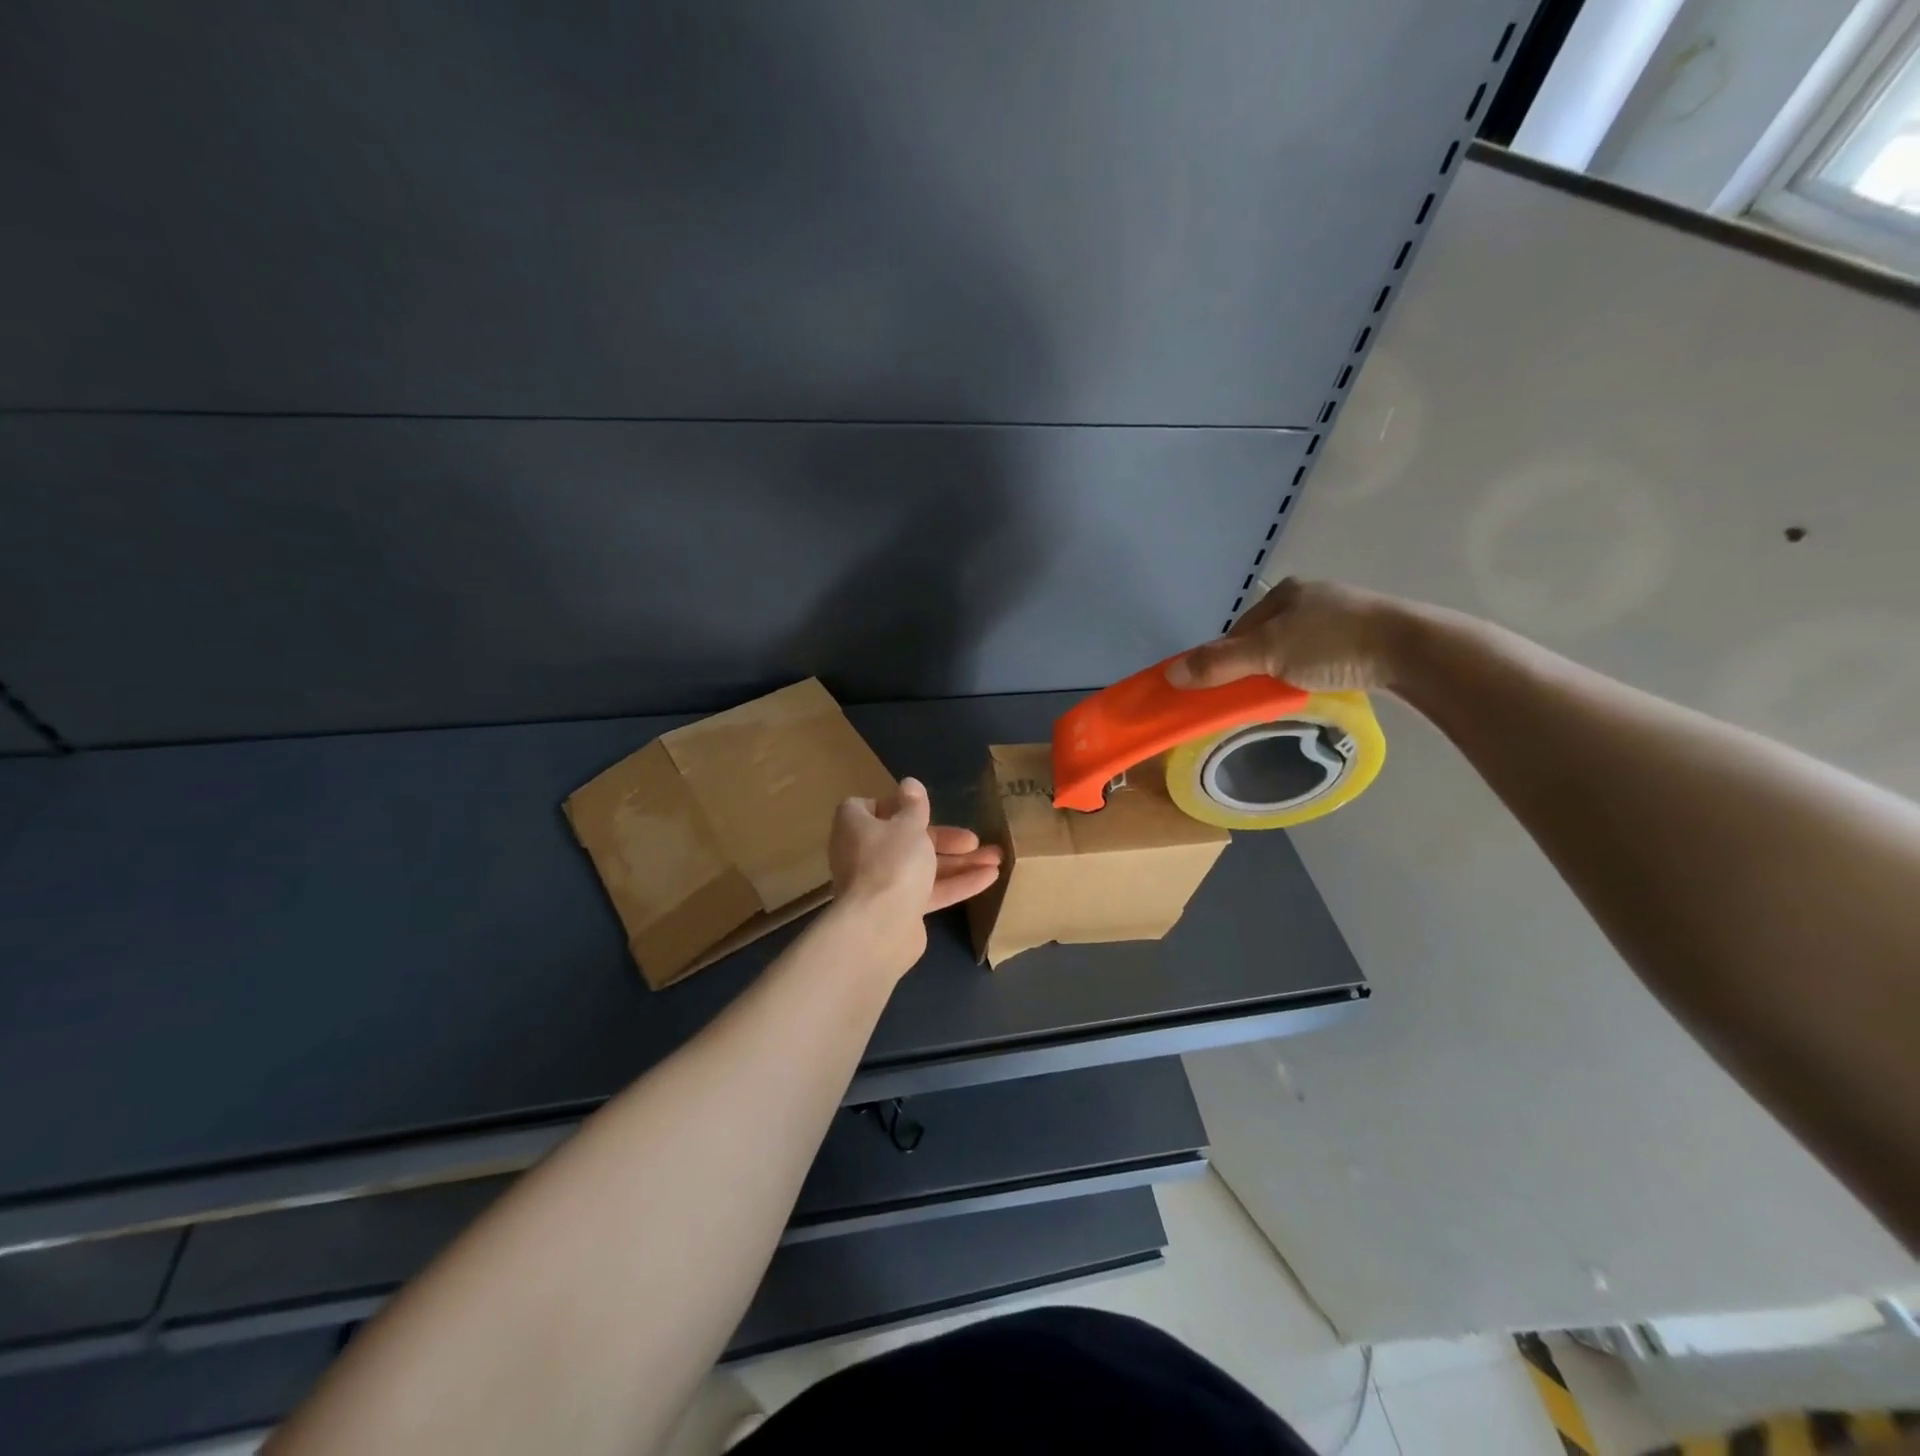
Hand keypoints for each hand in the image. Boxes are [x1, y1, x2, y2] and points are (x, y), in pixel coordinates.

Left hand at [827, 777, 1002, 975]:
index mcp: (856, 827)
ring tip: (997, 858)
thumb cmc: (892, 862)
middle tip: (973, 839)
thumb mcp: (909, 826)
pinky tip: (990, 878)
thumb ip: (914, 806)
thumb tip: (909, 783)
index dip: (894, 805)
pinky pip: (929, 891)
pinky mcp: (899, 910)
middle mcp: (864, 854)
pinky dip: (956, 884)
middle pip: (905, 838)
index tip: (920, 807)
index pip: (867, 808)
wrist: (880, 928)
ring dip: (959, 862)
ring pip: (922, 867)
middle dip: (944, 838)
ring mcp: (881, 884)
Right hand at [1166, 578, 1404, 692]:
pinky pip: (1324, 657)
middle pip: (1265, 640)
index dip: (1224, 661)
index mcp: (1284, 592)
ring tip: (1288, 697)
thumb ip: (1219, 664)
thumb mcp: (1268, 654)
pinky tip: (1319, 688)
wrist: (1414, 650)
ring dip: (1284, 673)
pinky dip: (1313, 673)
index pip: (1237, 630)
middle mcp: (1311, 597)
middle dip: (1255, 668)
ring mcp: (1342, 615)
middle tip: (1255, 698)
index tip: (1223, 691)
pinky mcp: (1367, 636)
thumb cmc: (1333, 644)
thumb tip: (1169, 675)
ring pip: (1295, 649)